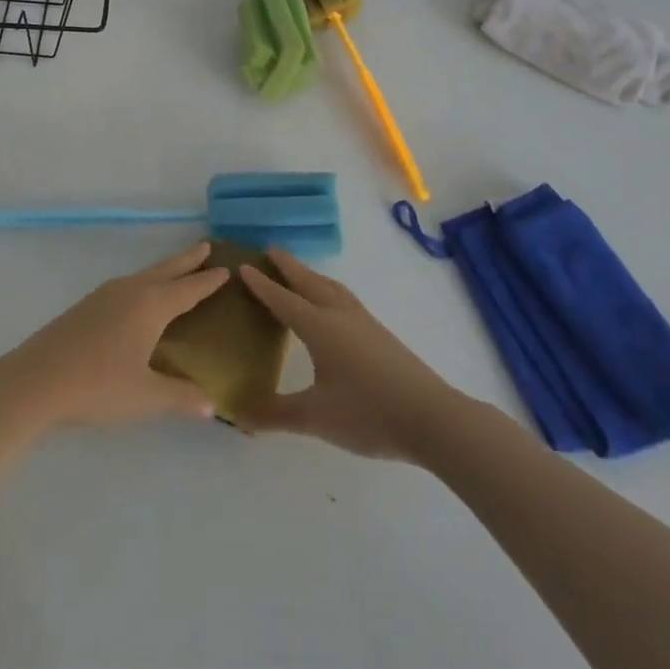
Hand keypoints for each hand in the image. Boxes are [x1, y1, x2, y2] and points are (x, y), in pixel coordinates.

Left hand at [0, 243, 228, 430]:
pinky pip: (127, 285)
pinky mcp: (86, 306)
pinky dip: (144, 282)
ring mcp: (104, 295)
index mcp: (150, 305)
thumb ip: (180, 396)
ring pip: (144, 275)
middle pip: (165, 270)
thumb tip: (210, 403)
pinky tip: (137, 298)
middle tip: (206, 246)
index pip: (187, 289)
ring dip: (164, 270)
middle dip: (187, 259)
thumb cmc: (97, 386)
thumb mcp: (145, 396)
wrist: (35, 381)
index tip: (226, 268)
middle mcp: (130, 291)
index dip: (207, 281)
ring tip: (176, 270)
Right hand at [237, 249, 457, 461]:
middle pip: (309, 282)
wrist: (431, 418)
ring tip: (299, 272)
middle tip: (270, 250)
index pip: (283, 300)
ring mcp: (364, 322)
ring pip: (331, 288)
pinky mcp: (380, 334)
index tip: (243, 265)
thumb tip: (238, 415)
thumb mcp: (315, 417)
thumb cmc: (368, 413)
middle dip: (288, 266)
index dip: (262, 285)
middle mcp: (340, 315)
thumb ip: (275, 414)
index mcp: (319, 327)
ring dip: (311, 275)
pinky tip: (334, 305)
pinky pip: (345, 299)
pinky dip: (329, 290)